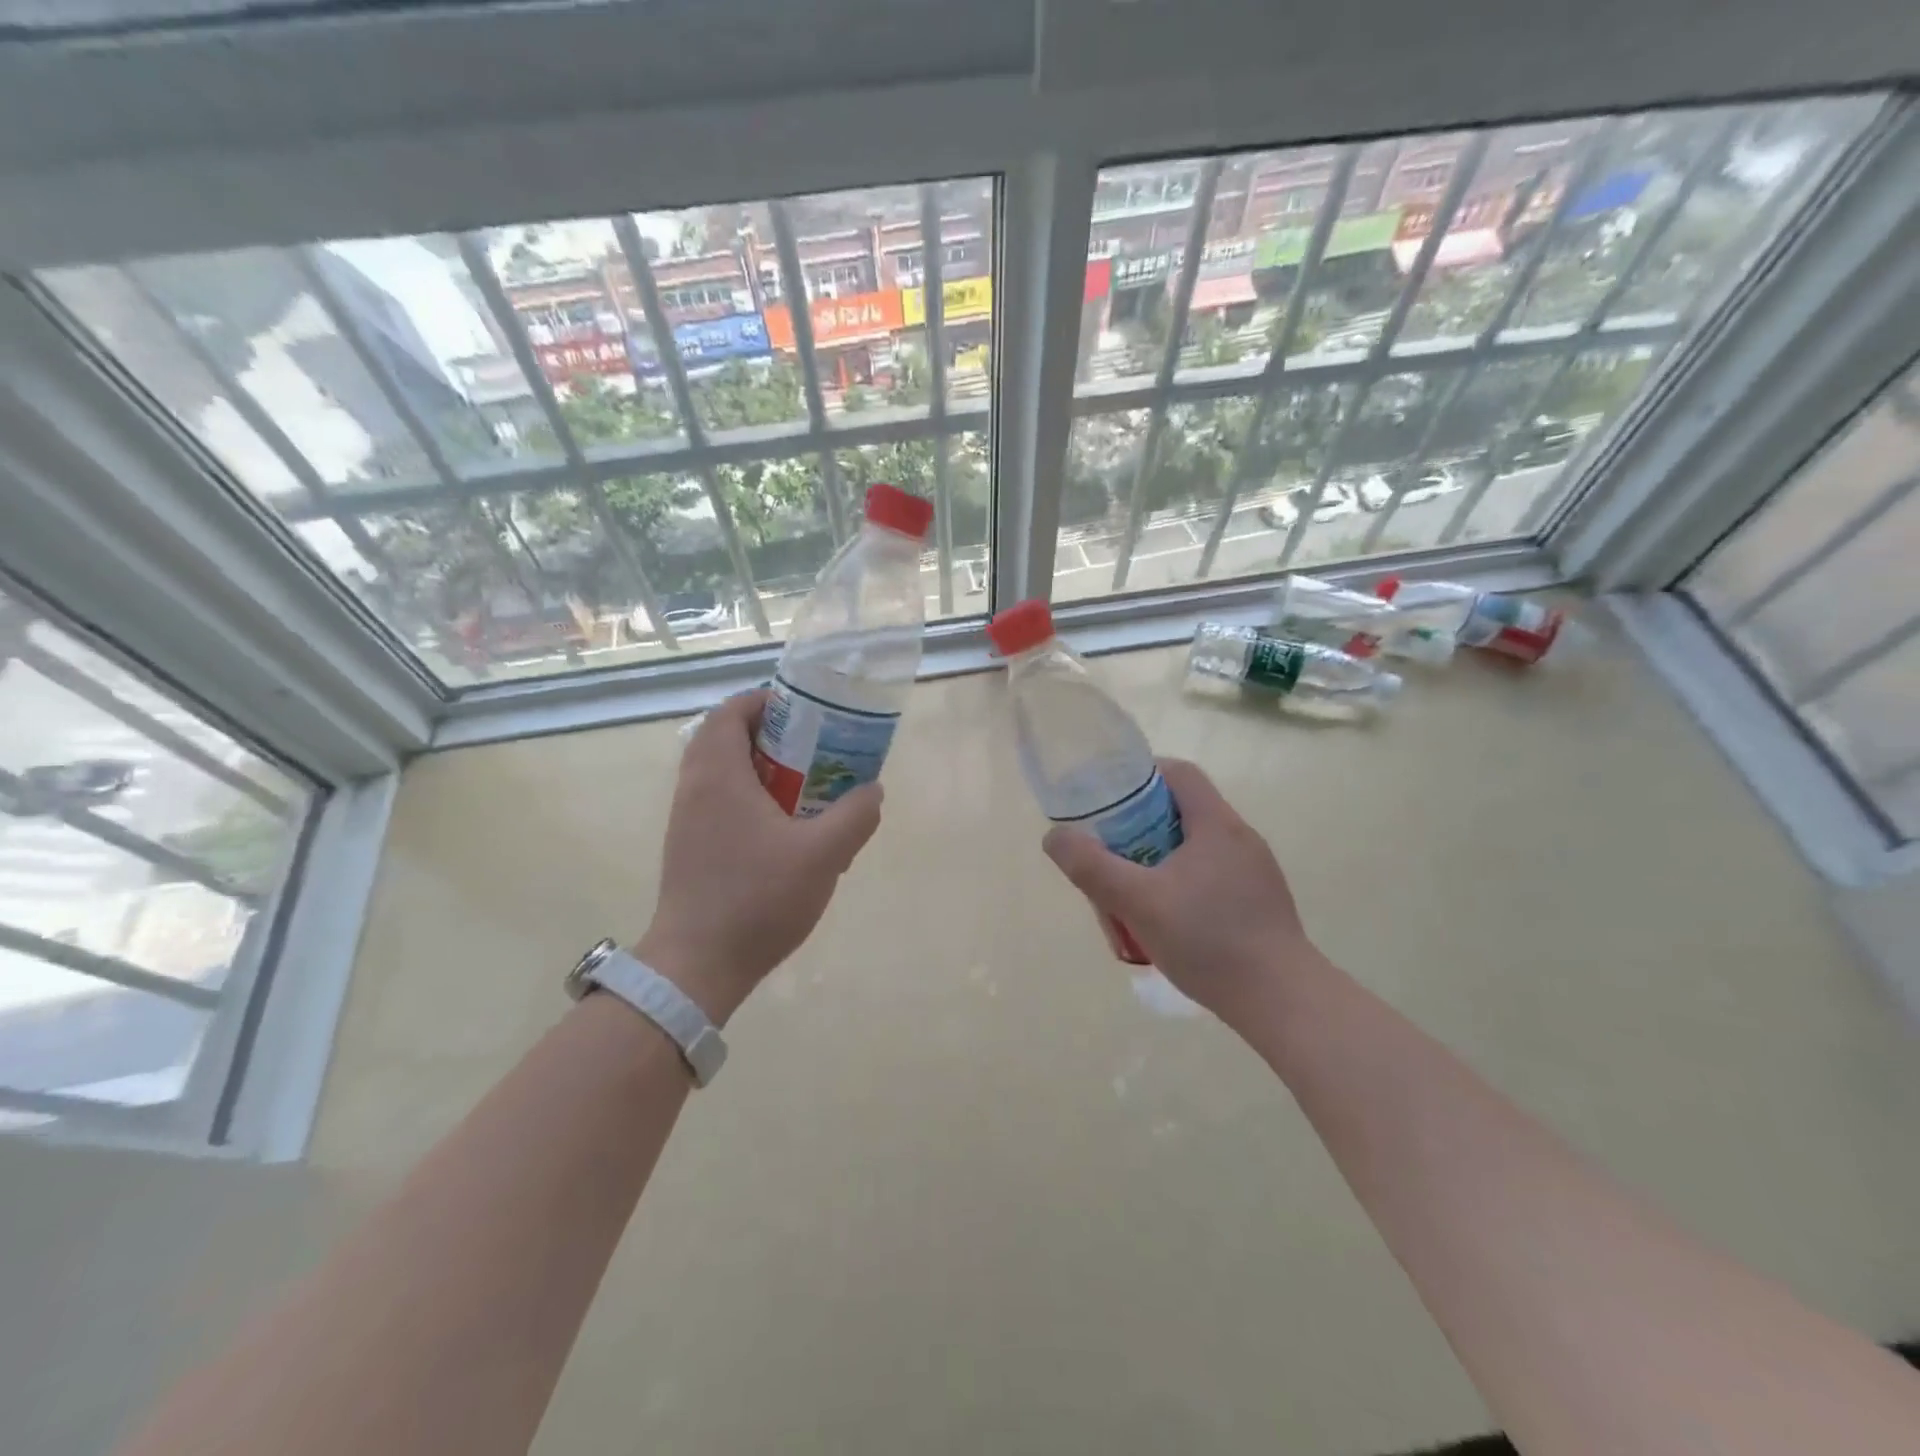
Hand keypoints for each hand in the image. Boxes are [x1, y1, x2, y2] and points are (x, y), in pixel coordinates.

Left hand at [636, 689, 881, 1022]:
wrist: (697, 966)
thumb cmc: (757, 899)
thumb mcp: (823, 855)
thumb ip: (855, 816)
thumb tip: (872, 790)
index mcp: (718, 775)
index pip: (731, 711)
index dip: (766, 702)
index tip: (805, 713)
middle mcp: (694, 788)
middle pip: (727, 739)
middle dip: (772, 736)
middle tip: (814, 748)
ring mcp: (687, 820)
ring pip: (723, 773)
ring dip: (763, 769)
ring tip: (807, 787)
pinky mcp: (689, 848)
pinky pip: (720, 803)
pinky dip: (751, 798)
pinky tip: (787, 830)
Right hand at [1042, 757, 1319, 1022]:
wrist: (1282, 1001)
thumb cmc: (1209, 940)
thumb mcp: (1138, 902)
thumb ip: (1092, 867)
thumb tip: (1055, 836)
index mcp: (1217, 824)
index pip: (1179, 773)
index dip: (1141, 776)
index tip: (1110, 800)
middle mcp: (1241, 838)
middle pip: (1184, 810)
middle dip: (1142, 824)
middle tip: (1111, 851)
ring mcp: (1256, 872)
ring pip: (1197, 846)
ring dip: (1161, 856)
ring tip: (1134, 889)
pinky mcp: (1261, 902)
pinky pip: (1213, 875)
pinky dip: (1184, 882)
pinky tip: (1169, 920)